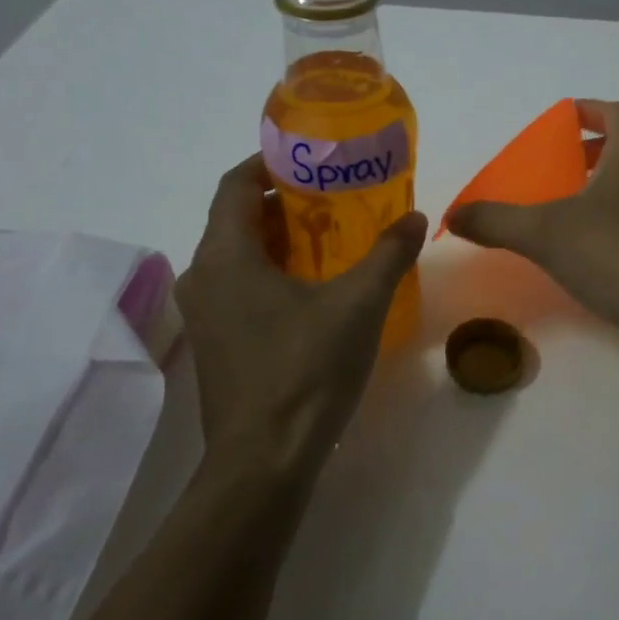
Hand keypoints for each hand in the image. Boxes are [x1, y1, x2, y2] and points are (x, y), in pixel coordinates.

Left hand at [177, 155, 426, 473]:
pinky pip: (239, 286)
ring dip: (279, 240)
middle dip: (283, 202)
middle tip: (334, 197)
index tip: (311, 158)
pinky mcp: (216, 343)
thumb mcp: (358, 305)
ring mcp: (204, 314)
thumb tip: (416, 218)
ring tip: (330, 237)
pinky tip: (314, 287)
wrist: (264, 461)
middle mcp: (203, 277)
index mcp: (225, 256)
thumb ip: (388, 255)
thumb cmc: (306, 371)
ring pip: (237, 255)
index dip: (269, 162)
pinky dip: (271, 272)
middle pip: (236, 218)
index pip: (235, 184)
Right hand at [446, 99, 618, 338]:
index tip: (565, 120)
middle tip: (568, 165)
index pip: (617, 113)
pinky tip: (605, 244)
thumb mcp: (543, 233)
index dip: (590, 111)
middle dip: (599, 149)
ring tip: (582, 204)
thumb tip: (453, 216)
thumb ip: (496, 221)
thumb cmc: (613, 252)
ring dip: (616, 182)